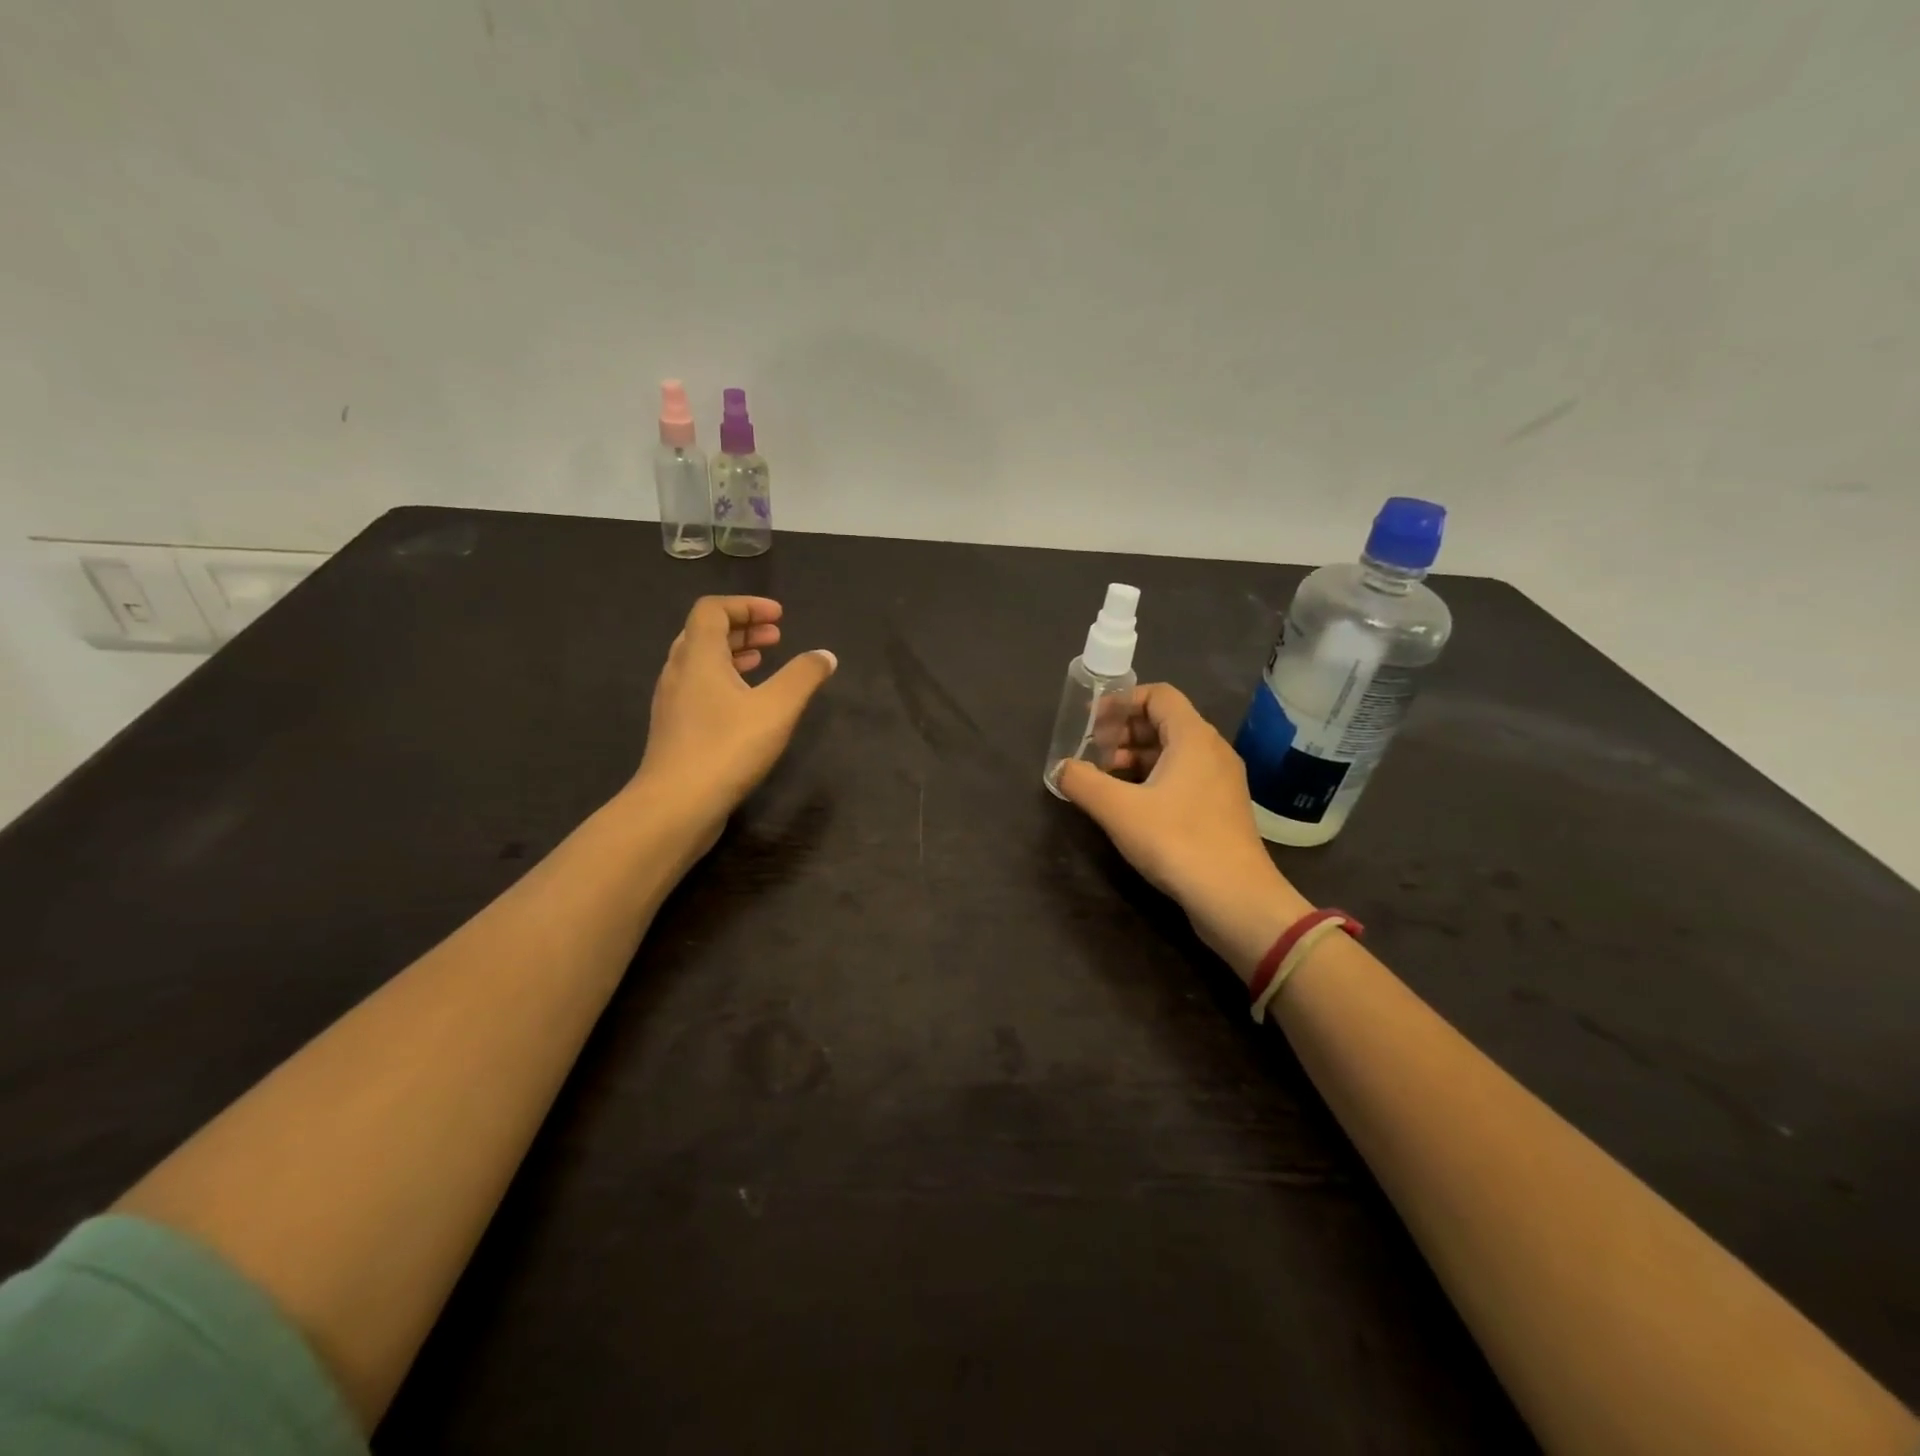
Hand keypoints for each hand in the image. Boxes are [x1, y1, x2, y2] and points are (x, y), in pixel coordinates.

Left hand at [626, 597, 836, 845]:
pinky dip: (724, 681)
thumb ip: (804, 676)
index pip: (713, 609)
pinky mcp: (675, 730)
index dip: (746, 605)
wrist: (676, 805)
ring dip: (733, 655)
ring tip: (763, 663)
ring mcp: (672, 702)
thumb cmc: (727, 748)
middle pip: (705, 633)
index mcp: (699, 656)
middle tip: (776, 636)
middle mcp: (679, 672)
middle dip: (743, 628)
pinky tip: (745, 704)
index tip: (779, 617)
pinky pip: (698, 688)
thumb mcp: (777, 708)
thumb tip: (825, 655)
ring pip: (700, 663)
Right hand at [1056, 684, 1311, 978]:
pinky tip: (1131, 805)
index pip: (1159, 695)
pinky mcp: (1221, 808)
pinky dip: (1154, 779)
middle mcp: (1212, 750)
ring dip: (1136, 757)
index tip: (1093, 723)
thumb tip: (1061, 768)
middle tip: (1094, 754)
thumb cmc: (1177, 842)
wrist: (1235, 898)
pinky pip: (1184, 777)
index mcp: (1193, 737)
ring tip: (1106, 780)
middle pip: (1165, 722)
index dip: (1122, 702)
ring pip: (1174, 752)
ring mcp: (1221, 781)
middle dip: (1124, 732)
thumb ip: (1083, 782)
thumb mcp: (1118, 810)